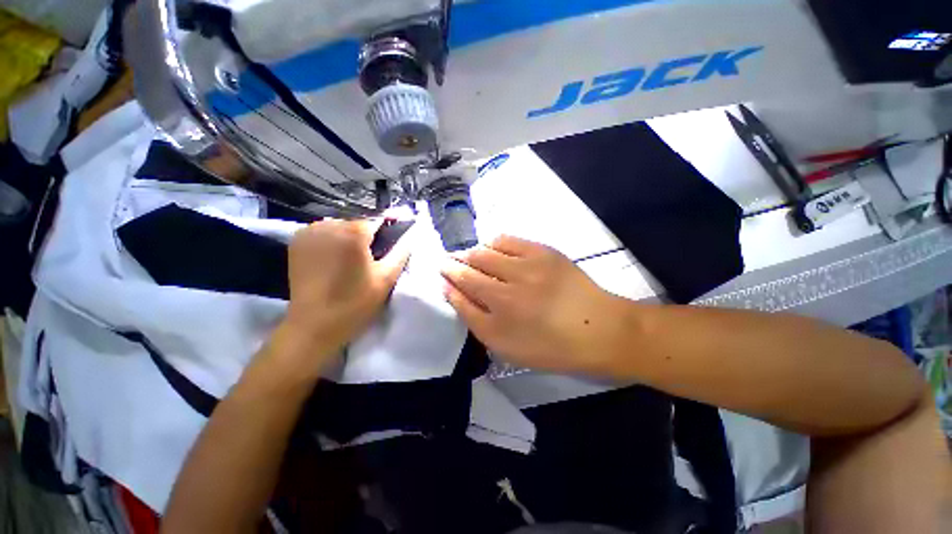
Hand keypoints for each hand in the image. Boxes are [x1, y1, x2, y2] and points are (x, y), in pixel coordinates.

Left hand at [274, 219, 410, 370]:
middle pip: (358, 223)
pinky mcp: (297, 241)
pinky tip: (336, 258)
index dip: (389, 229)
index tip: (394, 241)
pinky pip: (324, 232)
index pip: (378, 220)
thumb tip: (412, 234)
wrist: (313, 325)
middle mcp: (330, 224)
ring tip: (355, 259)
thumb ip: (402, 251)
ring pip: (341, 226)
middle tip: (374, 257)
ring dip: (351, 237)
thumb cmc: (355, 303)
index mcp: (353, 232)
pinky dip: (333, 240)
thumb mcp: (387, 278)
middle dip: (369, 236)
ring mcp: (310, 231)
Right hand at [440, 235, 622, 374]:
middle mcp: (511, 282)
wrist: (597, 329)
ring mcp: (528, 263)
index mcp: (500, 308)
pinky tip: (491, 247)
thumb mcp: (504, 345)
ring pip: (487, 249)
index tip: (441, 270)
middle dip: (456, 260)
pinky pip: (509, 239)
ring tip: (469, 255)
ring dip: (473, 251)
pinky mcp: (544, 251)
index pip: (463, 283)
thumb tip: (451, 291)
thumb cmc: (549, 345)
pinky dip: (494, 242)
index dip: (449, 275)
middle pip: (472, 263)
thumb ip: (473, 317)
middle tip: (450, 261)